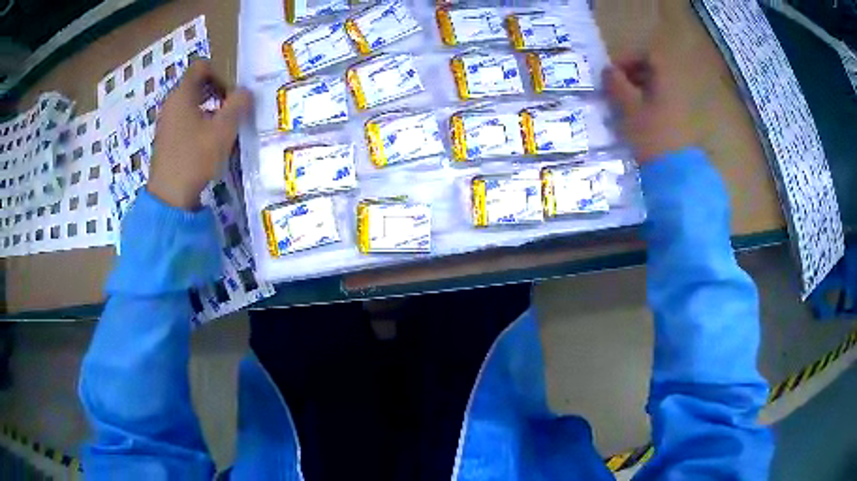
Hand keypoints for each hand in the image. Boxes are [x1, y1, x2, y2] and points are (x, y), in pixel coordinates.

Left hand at [147, 60, 251, 209]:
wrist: (169, 195)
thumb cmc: (195, 157)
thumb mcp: (223, 130)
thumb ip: (238, 105)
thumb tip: (246, 92)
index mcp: (182, 94)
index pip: (201, 67)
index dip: (220, 73)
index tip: (230, 94)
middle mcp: (171, 103)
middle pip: (196, 84)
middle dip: (216, 91)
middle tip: (229, 109)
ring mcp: (165, 121)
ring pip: (190, 102)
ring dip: (208, 108)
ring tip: (220, 128)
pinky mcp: (165, 138)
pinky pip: (183, 118)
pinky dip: (197, 121)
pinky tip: (205, 142)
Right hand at [603, 52, 696, 163]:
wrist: (675, 172)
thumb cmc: (650, 133)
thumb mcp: (627, 106)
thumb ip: (615, 84)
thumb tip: (608, 70)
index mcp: (665, 78)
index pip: (647, 56)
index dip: (627, 59)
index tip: (612, 74)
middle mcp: (675, 87)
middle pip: (652, 72)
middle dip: (630, 78)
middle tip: (614, 91)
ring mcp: (680, 106)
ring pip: (655, 90)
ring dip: (636, 94)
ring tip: (621, 109)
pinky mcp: (679, 123)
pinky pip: (659, 105)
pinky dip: (645, 107)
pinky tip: (635, 122)